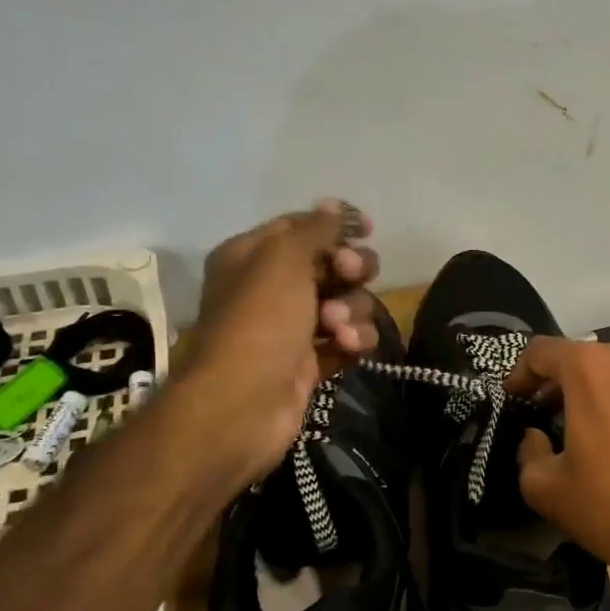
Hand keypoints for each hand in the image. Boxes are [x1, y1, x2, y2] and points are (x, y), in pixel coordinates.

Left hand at [179, 201, 381, 481]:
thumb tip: (332, 205)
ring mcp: (291, 328)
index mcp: (253, 256)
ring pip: (345, 303)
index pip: (301, 226)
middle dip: (351, 269)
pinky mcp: (310, 362)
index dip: (335, 224)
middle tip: (350, 274)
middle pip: (331, 264)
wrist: (242, 404)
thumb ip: (314, 230)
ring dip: (353, 309)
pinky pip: (345, 339)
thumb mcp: (283, 260)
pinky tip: (347, 347)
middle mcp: (270, 288)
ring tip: (338, 327)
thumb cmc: (259, 321)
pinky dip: (352, 340)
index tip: (366, 228)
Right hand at [507, 338, 609, 610]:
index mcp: (592, 368)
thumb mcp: (546, 489)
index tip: (515, 399)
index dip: (520, 373)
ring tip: (594, 432)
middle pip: (585, 359)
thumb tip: (536, 436)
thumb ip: (527, 451)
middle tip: (548, 418)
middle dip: (561, 384)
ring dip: (601, 394)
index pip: (541, 351)